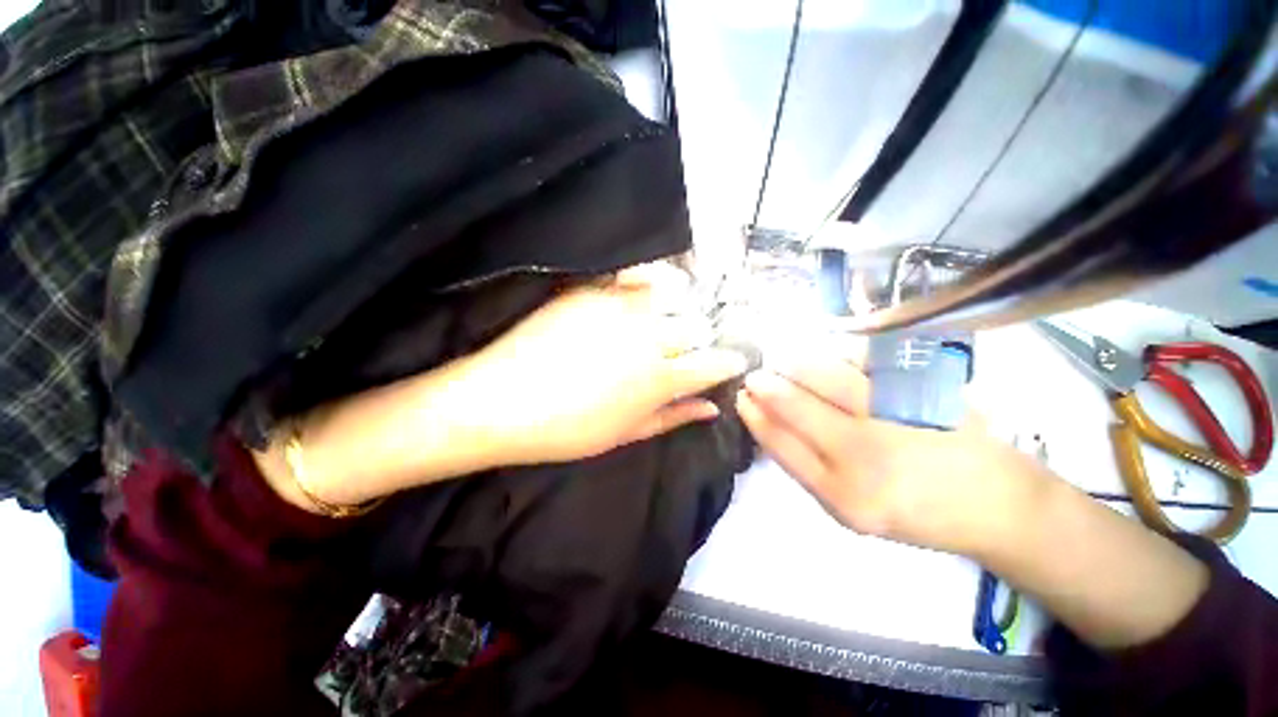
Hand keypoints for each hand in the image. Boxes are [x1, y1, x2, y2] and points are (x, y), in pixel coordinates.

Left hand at [458, 264, 749, 465]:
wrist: (500, 401)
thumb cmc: (567, 430)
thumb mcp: (626, 434)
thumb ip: (673, 417)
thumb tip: (712, 407)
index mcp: (660, 379)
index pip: (714, 363)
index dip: (729, 361)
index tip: (732, 361)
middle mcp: (650, 337)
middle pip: (695, 326)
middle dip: (701, 336)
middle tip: (690, 345)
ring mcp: (621, 308)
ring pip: (672, 297)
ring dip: (678, 307)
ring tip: (669, 316)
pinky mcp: (594, 290)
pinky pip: (636, 276)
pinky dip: (650, 281)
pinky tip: (649, 288)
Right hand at [734, 355, 1048, 558]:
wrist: (997, 505)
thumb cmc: (917, 512)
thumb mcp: (853, 510)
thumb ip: (811, 468)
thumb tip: (772, 424)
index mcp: (844, 495)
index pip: (781, 443)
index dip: (756, 416)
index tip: (742, 398)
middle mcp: (865, 456)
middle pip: (797, 407)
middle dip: (767, 386)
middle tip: (755, 376)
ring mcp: (894, 417)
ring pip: (826, 377)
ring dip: (796, 366)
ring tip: (784, 363)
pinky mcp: (922, 392)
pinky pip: (865, 363)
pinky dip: (838, 356)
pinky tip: (828, 358)